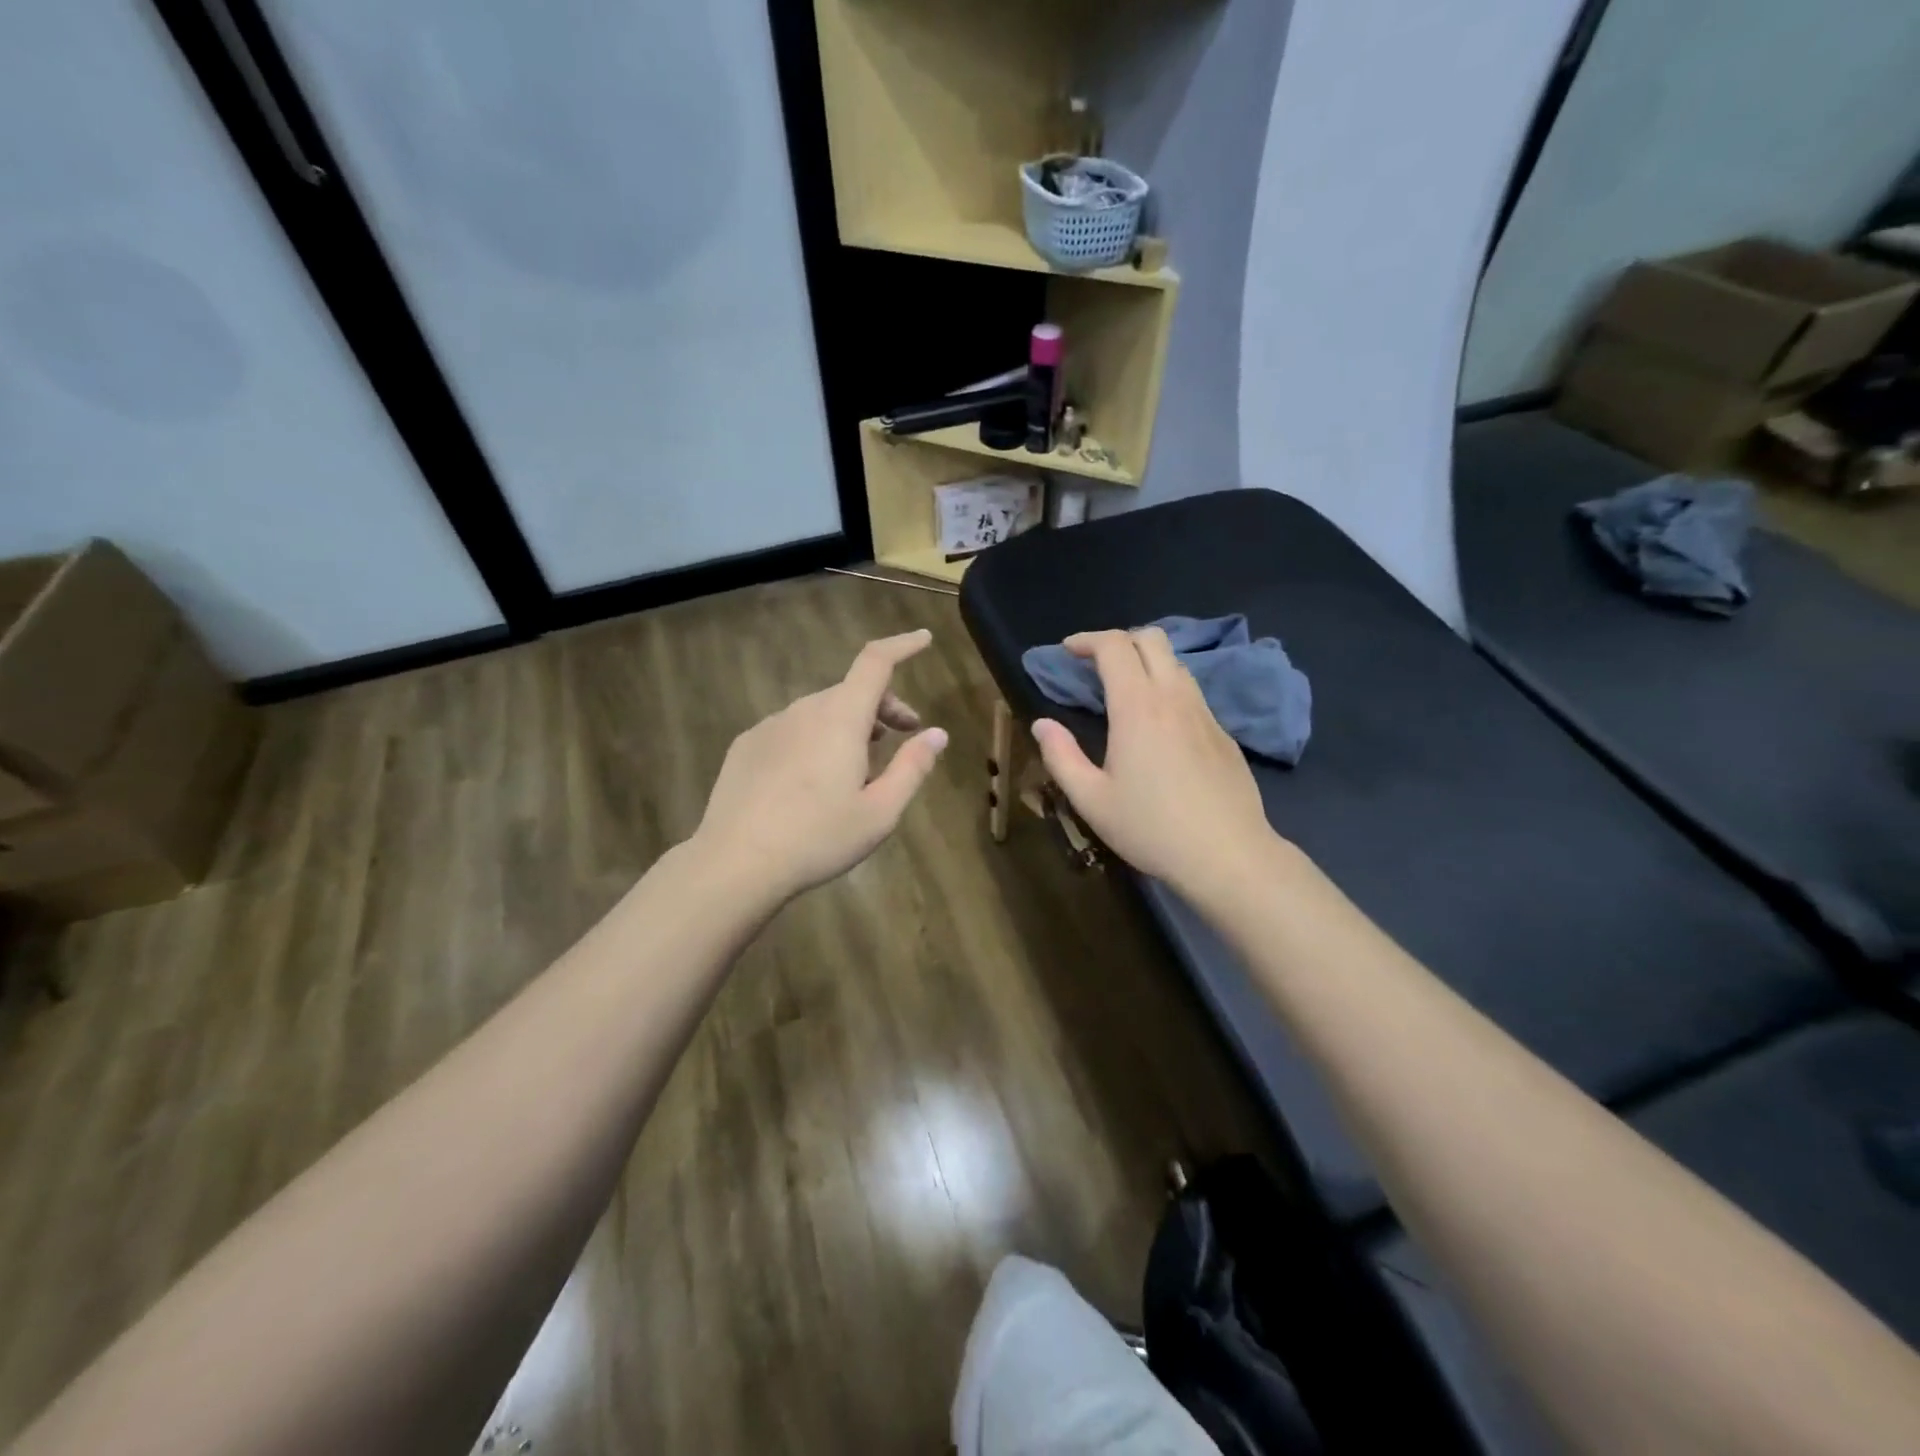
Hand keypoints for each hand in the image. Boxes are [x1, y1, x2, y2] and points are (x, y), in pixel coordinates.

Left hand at [693, 630, 947, 902]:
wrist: (735, 863)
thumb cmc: (818, 838)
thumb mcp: (880, 812)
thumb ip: (912, 767)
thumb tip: (937, 734)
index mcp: (841, 718)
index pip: (876, 662)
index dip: (903, 646)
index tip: (924, 639)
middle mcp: (804, 710)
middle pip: (851, 691)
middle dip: (883, 706)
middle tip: (902, 737)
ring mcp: (770, 726)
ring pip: (821, 712)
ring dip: (848, 725)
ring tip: (858, 767)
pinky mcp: (746, 746)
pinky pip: (792, 730)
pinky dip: (814, 739)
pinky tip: (812, 781)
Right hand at [1031, 628, 1278, 902]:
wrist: (1228, 855)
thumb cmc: (1151, 828)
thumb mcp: (1091, 800)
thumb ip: (1061, 757)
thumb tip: (1042, 724)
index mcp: (1137, 707)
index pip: (1114, 646)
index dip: (1087, 640)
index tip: (1068, 651)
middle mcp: (1174, 697)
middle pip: (1151, 639)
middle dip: (1119, 640)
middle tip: (1095, 664)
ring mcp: (1205, 713)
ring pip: (1176, 663)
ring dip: (1146, 662)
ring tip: (1125, 691)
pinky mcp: (1224, 733)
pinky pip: (1192, 693)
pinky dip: (1168, 689)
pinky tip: (1159, 726)